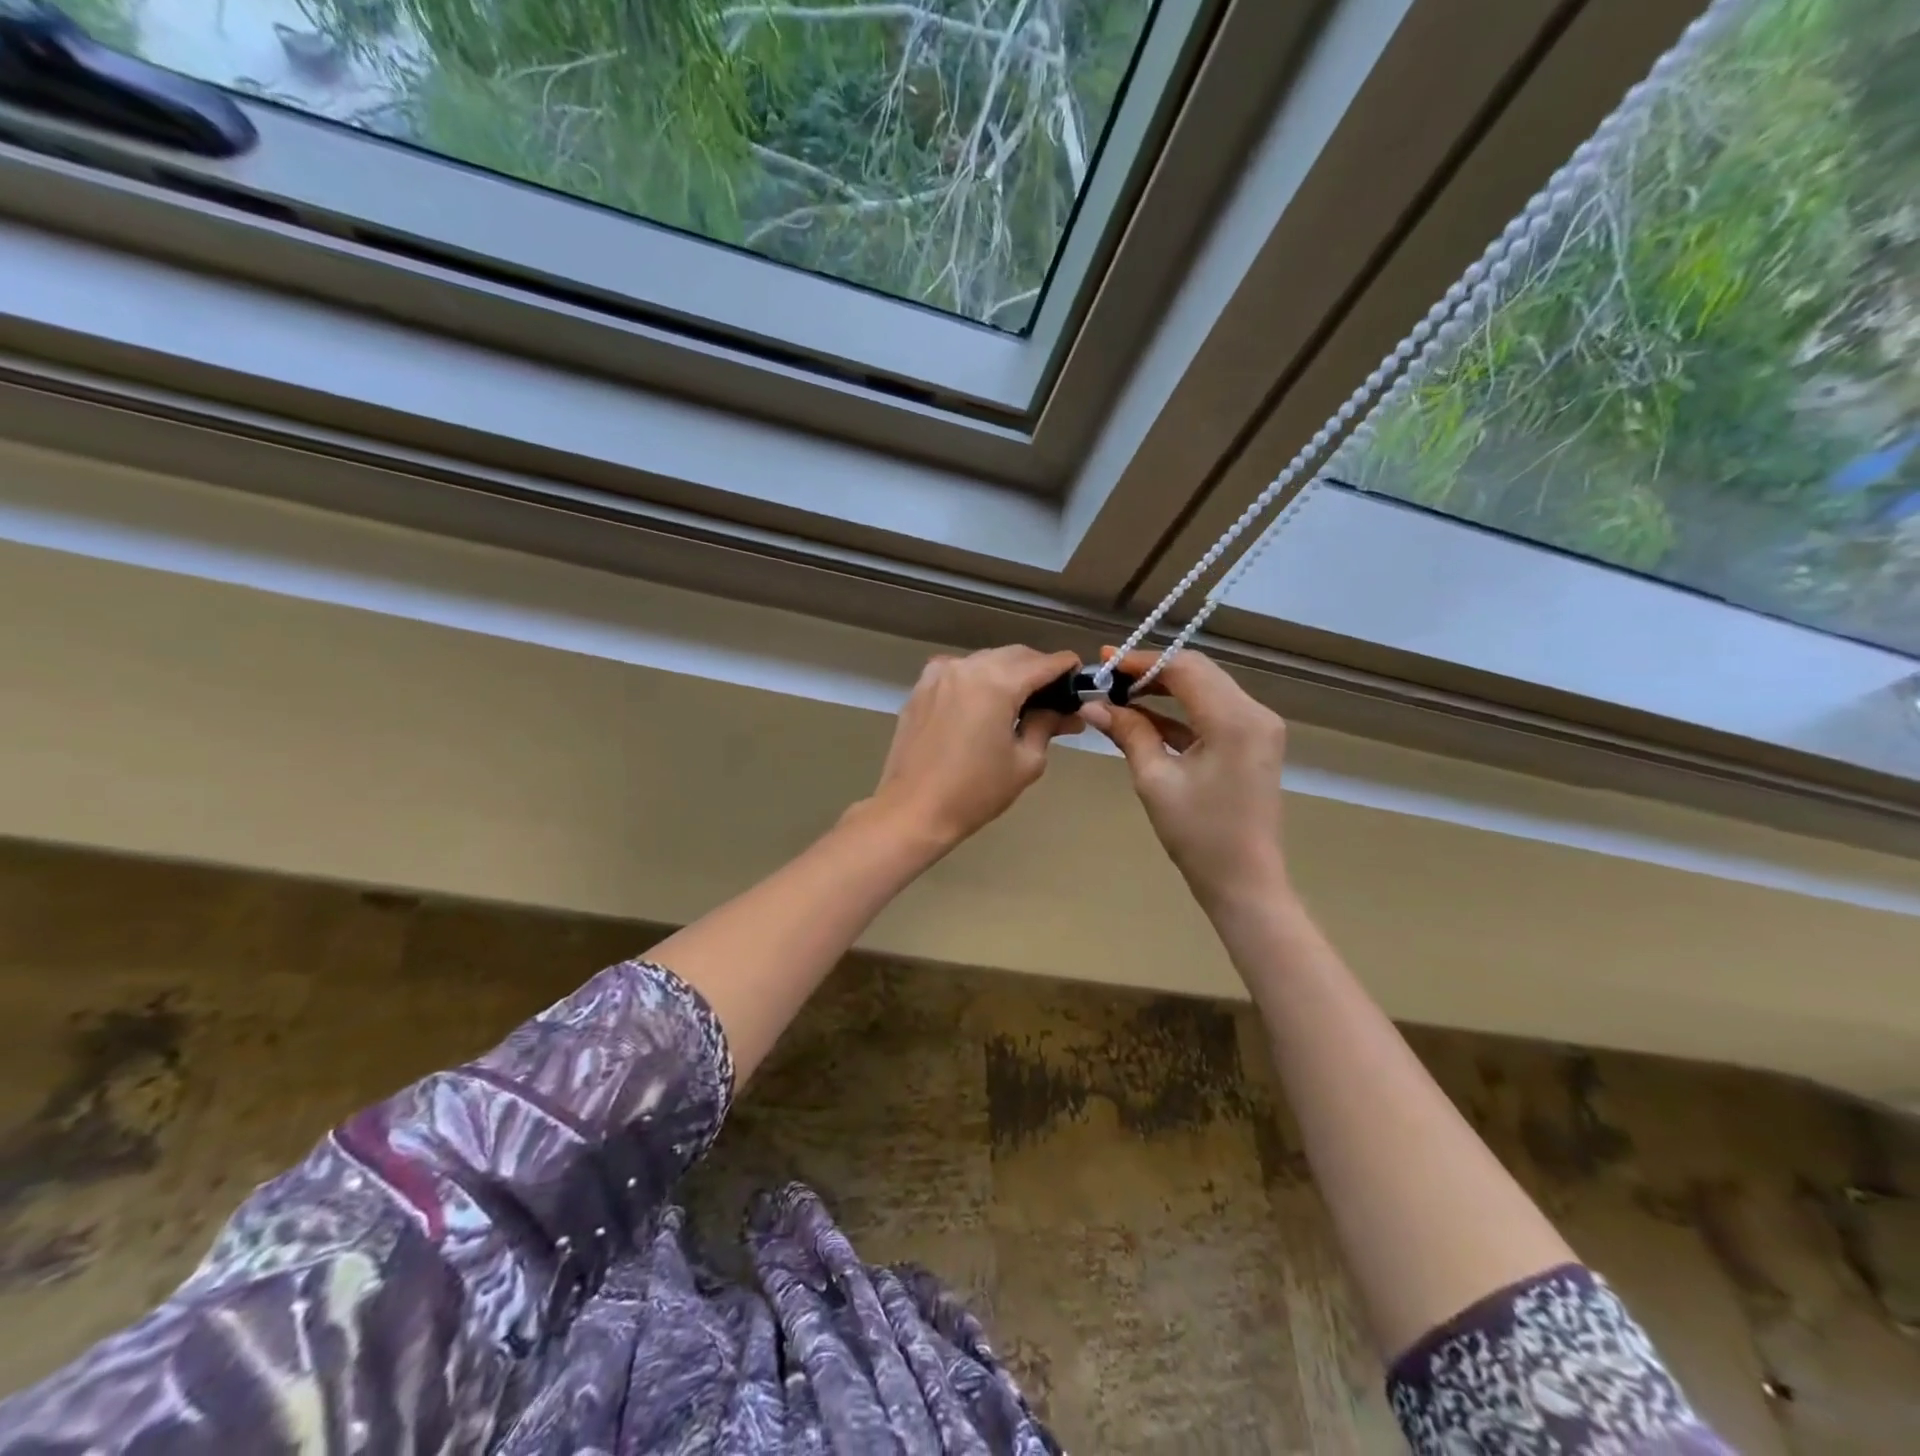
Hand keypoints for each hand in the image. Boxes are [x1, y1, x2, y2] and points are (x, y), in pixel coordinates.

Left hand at [862, 646, 1081, 851]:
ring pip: (985, 660)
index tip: (1080, 678)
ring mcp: (939, 674)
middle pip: (1014, 655)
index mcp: (997, 682)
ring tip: (1019, 703)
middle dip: (1037, 669)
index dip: (1066, 667)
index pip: (1043, 663)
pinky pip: (958, 673)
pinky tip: (982, 706)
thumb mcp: (1025, 761)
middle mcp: (967, 667)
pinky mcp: (921, 688)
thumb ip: (1047, 726)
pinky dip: (977, 680)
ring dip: (1007, 673)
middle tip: (1053, 697)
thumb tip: (1065, 713)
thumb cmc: (976, 791)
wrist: (913, 810)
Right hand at [1081, 649, 1288, 911]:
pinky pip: (1213, 712)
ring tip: (1120, 695)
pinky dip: (1180, 712)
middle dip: (1151, 671)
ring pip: (1206, 689)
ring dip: (1164, 689)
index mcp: (1234, 720)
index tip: (1104, 663)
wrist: (1244, 881)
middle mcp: (1254, 713)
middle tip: (1108, 677)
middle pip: (1198, 672)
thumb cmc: (1198, 835)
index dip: (1142, 661)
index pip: (1184, 668)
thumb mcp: (1155, 780)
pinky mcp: (1253, 742)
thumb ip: (1128, 733)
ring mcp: (1258, 727)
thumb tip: (1092, 705)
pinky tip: (1144, 718)